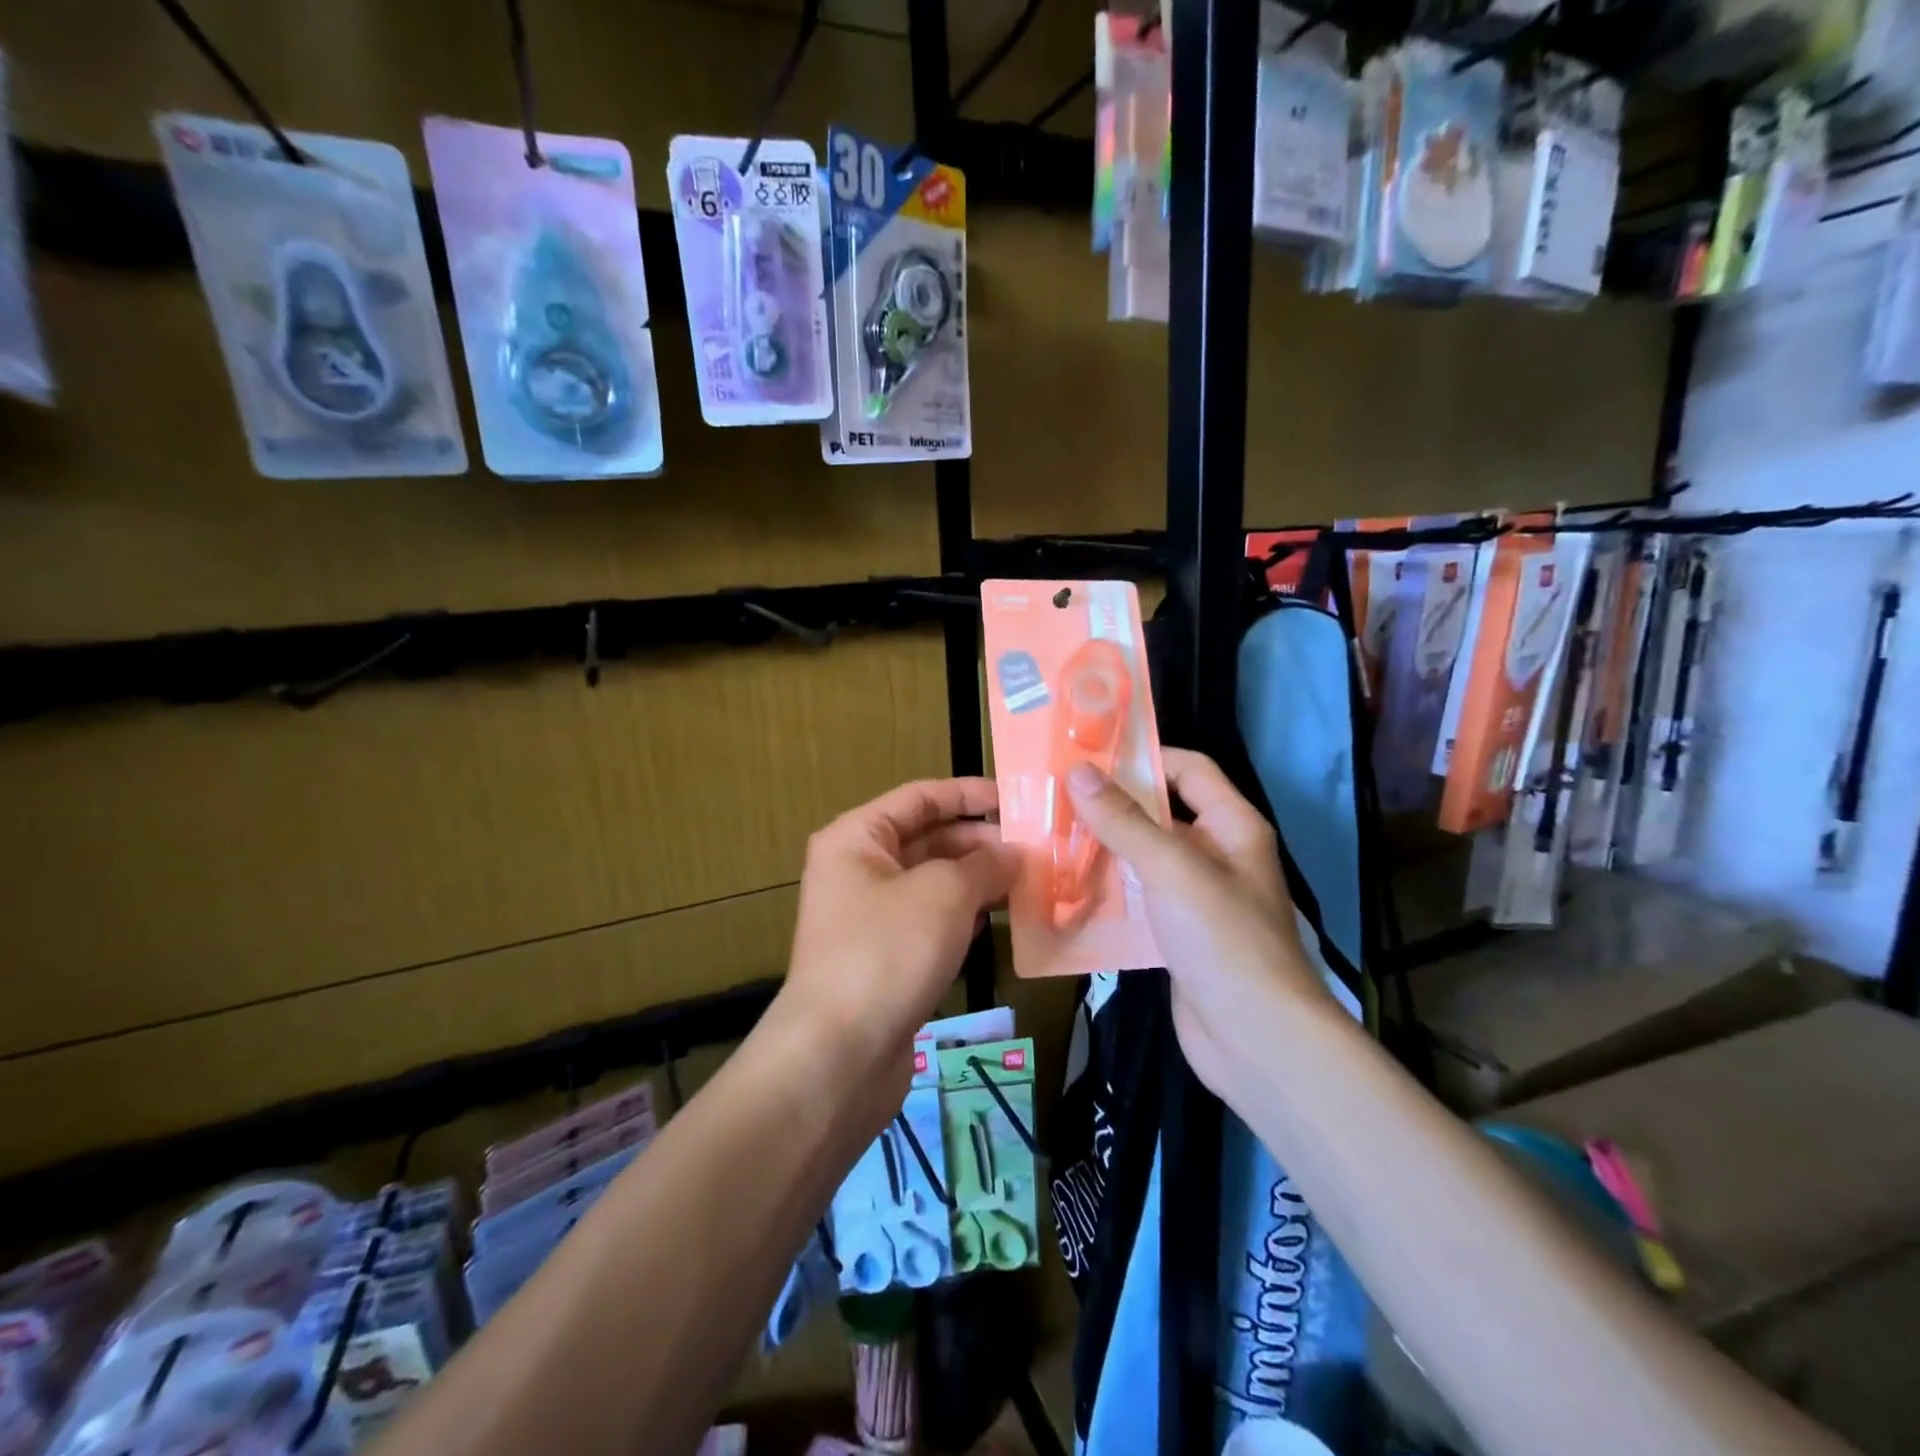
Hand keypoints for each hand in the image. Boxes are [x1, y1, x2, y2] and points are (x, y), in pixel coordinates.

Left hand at [780, 777, 1017, 1106]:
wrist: (838, 1056)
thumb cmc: (887, 952)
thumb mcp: (944, 894)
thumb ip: (985, 864)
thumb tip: (1016, 854)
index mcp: (857, 838)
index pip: (920, 797)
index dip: (968, 794)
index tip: (1016, 800)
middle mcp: (859, 870)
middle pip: (929, 839)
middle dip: (981, 842)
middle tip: (1037, 850)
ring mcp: (871, 916)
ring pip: (935, 883)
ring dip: (979, 881)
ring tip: (1032, 883)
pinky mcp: (886, 957)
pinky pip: (932, 921)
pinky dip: (966, 917)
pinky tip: (1004, 921)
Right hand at [1065, 750, 1331, 1098]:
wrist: (1257, 1042)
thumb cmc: (1224, 940)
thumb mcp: (1172, 869)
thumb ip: (1124, 821)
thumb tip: (1078, 771)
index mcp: (1231, 826)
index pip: (1188, 769)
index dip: (1143, 757)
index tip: (1087, 758)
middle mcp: (1216, 854)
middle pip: (1160, 814)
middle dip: (1111, 806)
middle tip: (1053, 799)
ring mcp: (1196, 898)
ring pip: (1143, 859)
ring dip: (1102, 851)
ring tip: (1047, 840)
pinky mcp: (1177, 935)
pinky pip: (1137, 900)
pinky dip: (1106, 893)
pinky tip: (1065, 891)